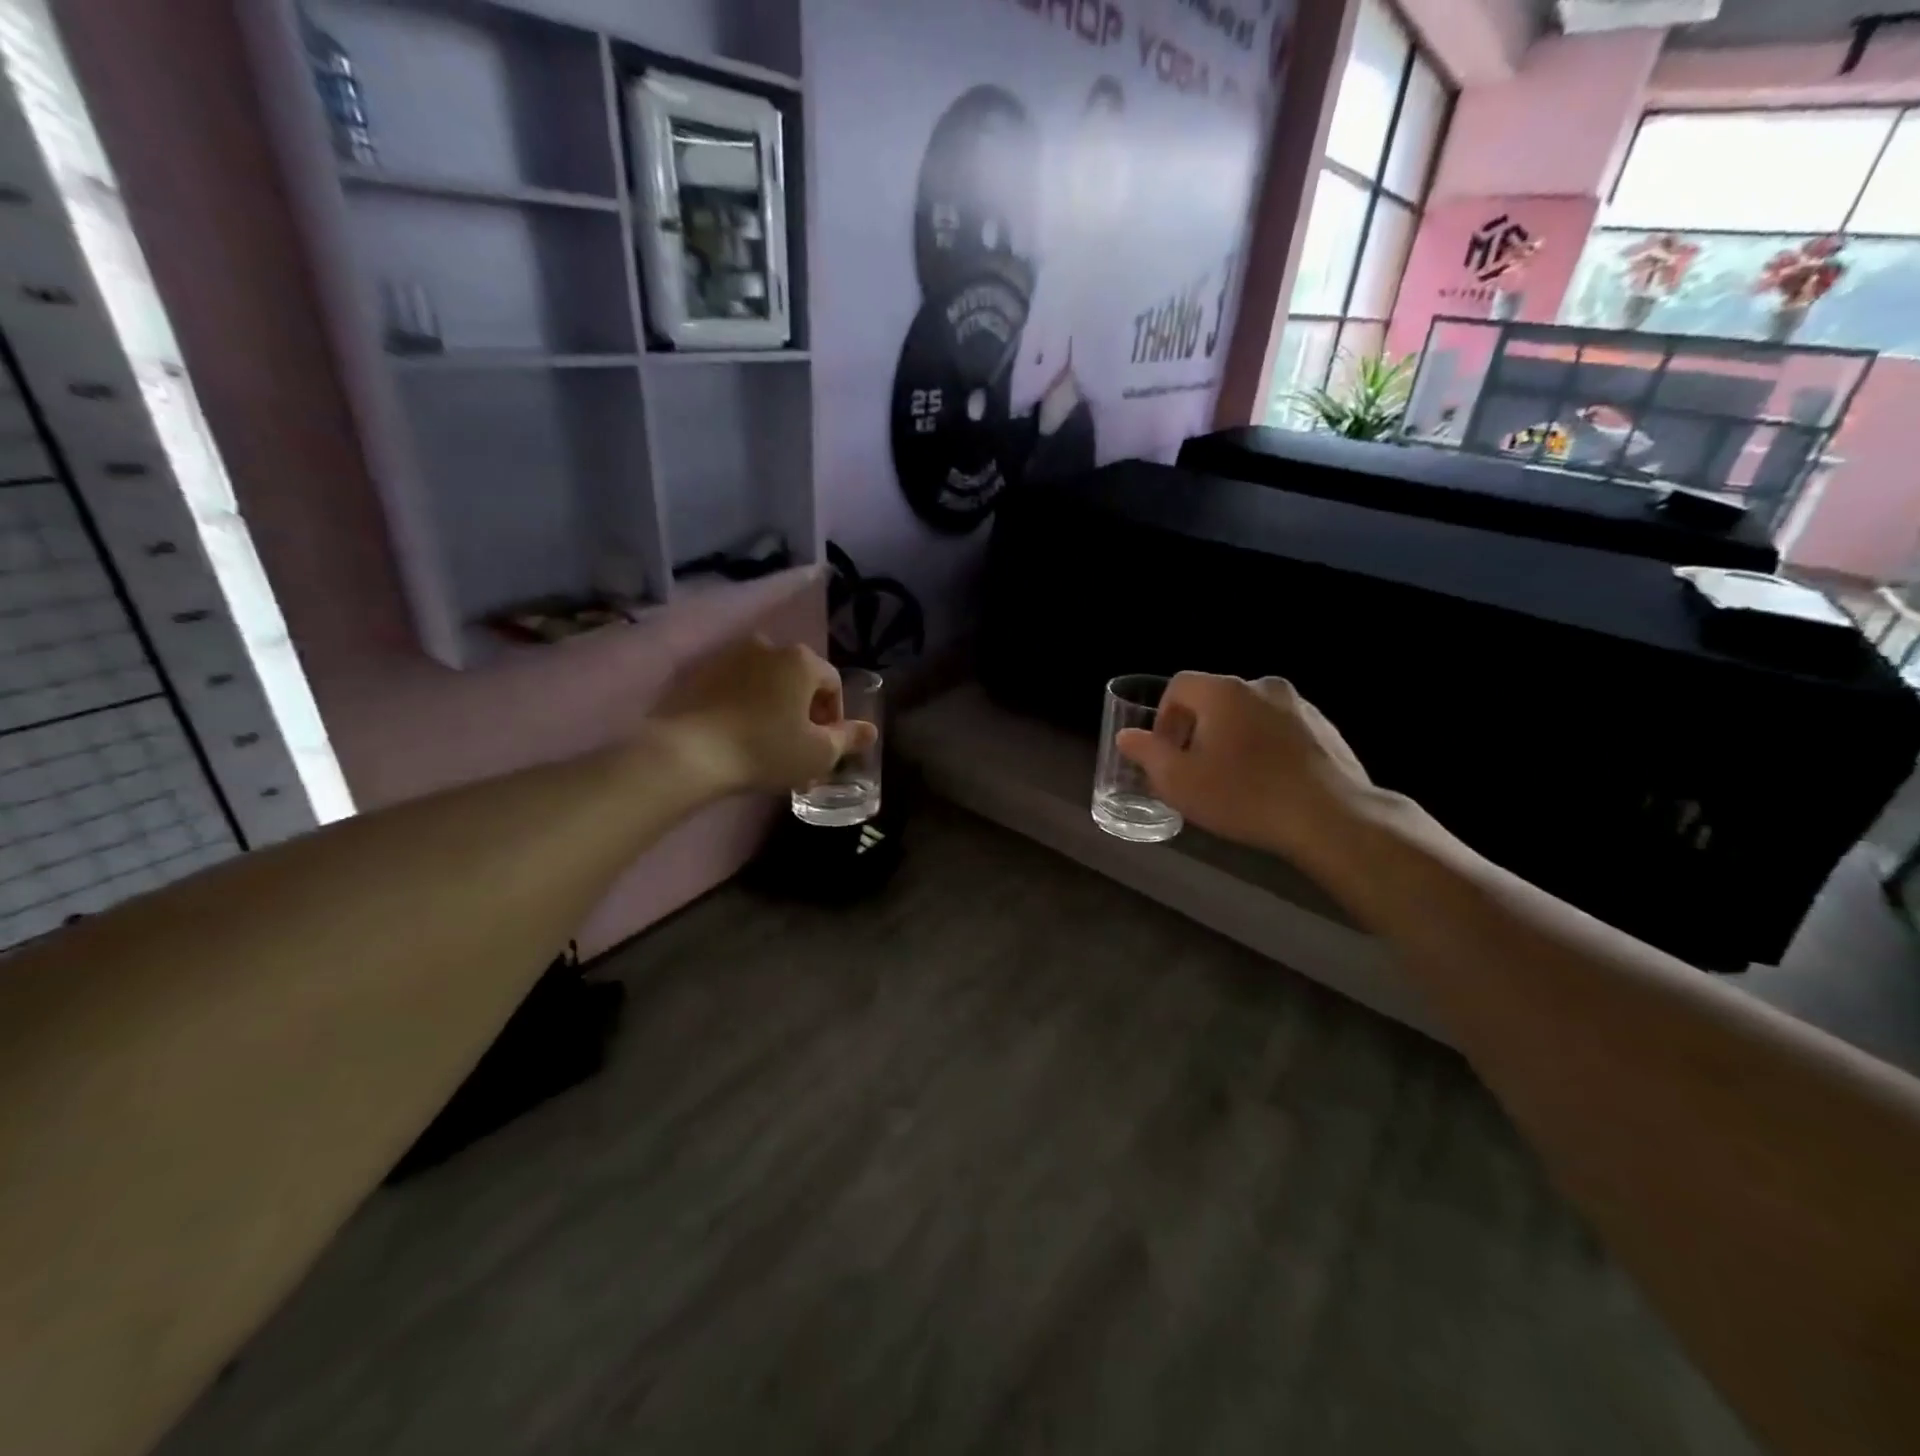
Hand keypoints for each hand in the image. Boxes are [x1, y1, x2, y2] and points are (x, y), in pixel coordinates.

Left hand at [649, 636, 876, 794]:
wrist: (689, 753)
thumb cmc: (766, 749)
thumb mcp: (818, 752)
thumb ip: (848, 738)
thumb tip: (871, 730)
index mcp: (802, 660)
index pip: (833, 685)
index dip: (834, 719)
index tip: (824, 748)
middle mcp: (768, 647)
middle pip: (798, 681)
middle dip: (803, 713)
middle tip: (798, 750)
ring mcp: (729, 657)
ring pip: (765, 684)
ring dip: (773, 709)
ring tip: (767, 746)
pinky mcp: (698, 674)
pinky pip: (734, 689)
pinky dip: (743, 707)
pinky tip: (738, 738)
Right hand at [1116, 673, 1375, 862]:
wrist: (1331, 818)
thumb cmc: (1244, 797)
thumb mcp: (1179, 782)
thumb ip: (1148, 754)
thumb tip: (1128, 736)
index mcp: (1223, 692)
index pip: (1179, 685)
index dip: (1164, 716)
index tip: (1167, 752)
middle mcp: (1262, 686)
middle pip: (1215, 698)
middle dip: (1199, 728)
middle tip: (1196, 768)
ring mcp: (1299, 705)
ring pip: (1250, 714)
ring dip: (1234, 737)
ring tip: (1235, 778)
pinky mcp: (1326, 728)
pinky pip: (1281, 729)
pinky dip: (1267, 746)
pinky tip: (1270, 783)